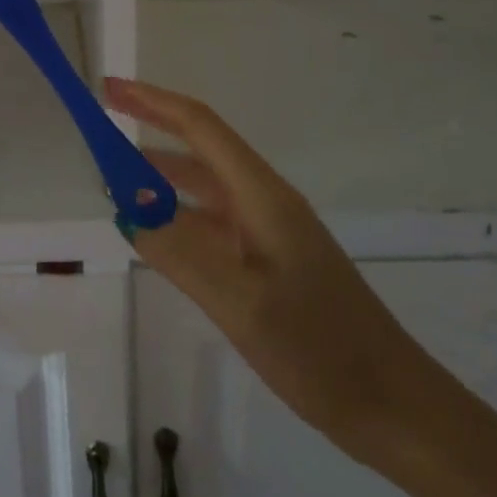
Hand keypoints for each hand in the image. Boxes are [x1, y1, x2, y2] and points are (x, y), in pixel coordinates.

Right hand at [106, 76, 435, 460]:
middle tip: (100, 124)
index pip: (200, 127)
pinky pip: (212, 222)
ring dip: (160, 176)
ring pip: (204, 186)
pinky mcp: (270, 261)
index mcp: (262, 196)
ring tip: (114, 179)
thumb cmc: (322, 351)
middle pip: (200, 148)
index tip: (109, 89)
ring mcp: (269, 231)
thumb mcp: (241, 304)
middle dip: (150, 128)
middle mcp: (264, 201)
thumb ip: (179, 254)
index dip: (152, 101)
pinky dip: (178, 216)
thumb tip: (126, 211)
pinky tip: (155, 233)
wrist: (396, 408)